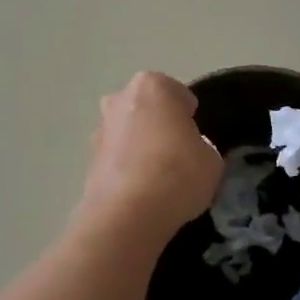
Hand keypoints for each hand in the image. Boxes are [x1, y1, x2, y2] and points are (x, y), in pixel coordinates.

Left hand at [79, 71, 222, 235]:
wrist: (127, 213)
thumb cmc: (177, 173)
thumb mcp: (211, 159)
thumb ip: (200, 147)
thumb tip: (190, 152)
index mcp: (152, 86)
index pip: (177, 93)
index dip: (188, 115)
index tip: (195, 136)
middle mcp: (120, 99)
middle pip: (146, 108)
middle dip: (157, 124)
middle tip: (177, 152)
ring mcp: (99, 129)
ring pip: (127, 132)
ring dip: (138, 146)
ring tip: (158, 177)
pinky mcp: (87, 160)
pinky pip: (116, 158)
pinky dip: (126, 169)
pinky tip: (141, 192)